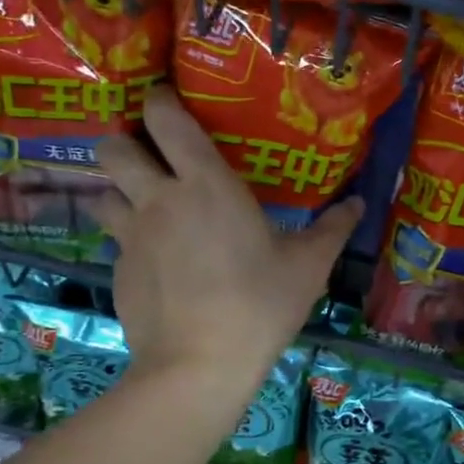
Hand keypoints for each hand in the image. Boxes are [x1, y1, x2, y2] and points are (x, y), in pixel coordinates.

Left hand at [90, 87, 360, 382]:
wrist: (198, 366)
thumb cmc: (260, 304)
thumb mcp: (308, 265)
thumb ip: (333, 228)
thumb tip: (360, 202)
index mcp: (206, 185)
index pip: (167, 120)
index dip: (160, 100)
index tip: (166, 97)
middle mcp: (159, 200)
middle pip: (113, 147)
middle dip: (124, 140)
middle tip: (150, 155)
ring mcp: (131, 237)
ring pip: (103, 192)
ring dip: (118, 190)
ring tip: (144, 204)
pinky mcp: (117, 272)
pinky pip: (115, 241)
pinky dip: (130, 240)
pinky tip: (157, 263)